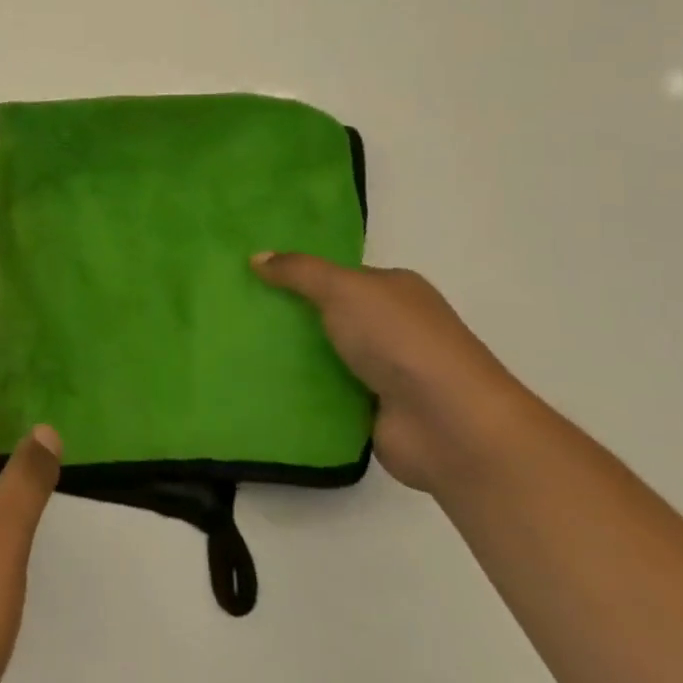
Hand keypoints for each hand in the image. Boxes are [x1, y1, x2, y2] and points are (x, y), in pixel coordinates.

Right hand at [252, 254, 527, 492]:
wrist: (449, 425)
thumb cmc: (400, 341)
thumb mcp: (344, 289)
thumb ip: (299, 272)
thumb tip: (256, 256)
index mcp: (395, 290)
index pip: (338, 276)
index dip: (298, 275)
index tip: (252, 277)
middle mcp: (392, 328)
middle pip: (328, 316)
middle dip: (288, 316)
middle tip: (235, 312)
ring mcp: (384, 372)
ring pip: (324, 356)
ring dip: (290, 356)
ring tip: (233, 347)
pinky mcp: (372, 411)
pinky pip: (324, 394)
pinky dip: (299, 391)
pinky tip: (258, 384)